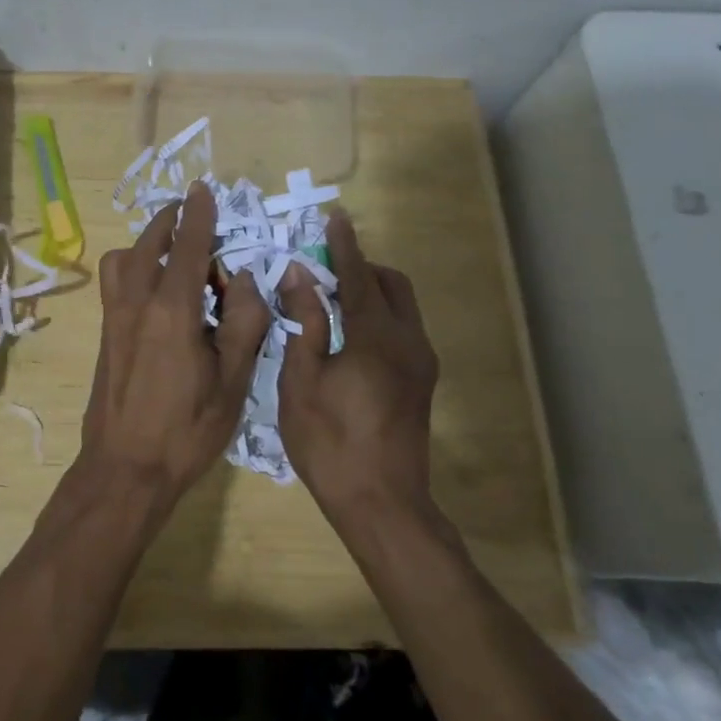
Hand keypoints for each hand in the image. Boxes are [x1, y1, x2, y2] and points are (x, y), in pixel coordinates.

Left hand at [81, 182, 271, 499]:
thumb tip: (246, 279)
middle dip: (171, 222)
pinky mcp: (103, 334)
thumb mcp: (233, 380)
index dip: (199, 215)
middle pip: (149, 244)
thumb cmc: (187, 429)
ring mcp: (113, 318)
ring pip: (123, 260)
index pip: (189, 246)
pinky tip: (157, 290)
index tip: (203, 188)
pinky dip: (134, 267)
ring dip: (148, 244)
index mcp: (172, 310)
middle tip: (193, 219)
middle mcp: (136, 303)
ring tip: (175, 253)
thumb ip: (245, 322)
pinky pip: (115, 282)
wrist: (125, 468)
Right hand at [278, 213, 459, 547]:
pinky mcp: (422, 382)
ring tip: (331, 300)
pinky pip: (403, 329)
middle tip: (323, 269)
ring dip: (372, 291)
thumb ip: (304, 323)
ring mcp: (421, 364)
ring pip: (402, 307)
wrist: (382, 503)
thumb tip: (299, 277)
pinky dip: (379, 316)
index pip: (359, 277)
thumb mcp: (301, 381)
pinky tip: (348, 335)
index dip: (343, 246)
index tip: (335, 217)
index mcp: (375, 337)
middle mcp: (408, 342)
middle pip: (392, 284)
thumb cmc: (329, 442)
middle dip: (362, 267)